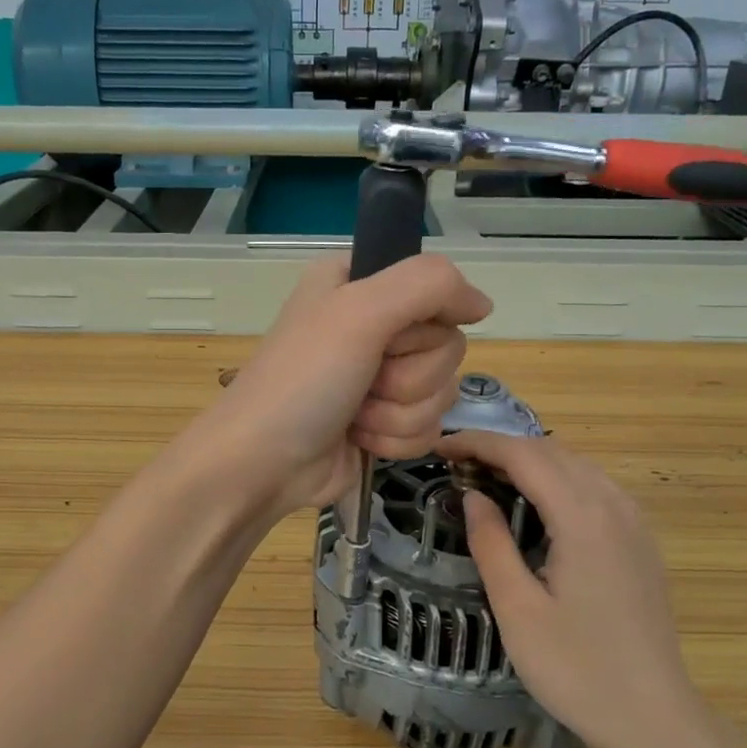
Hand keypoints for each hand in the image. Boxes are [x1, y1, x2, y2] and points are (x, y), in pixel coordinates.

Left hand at [193, 255, 491, 517]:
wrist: (263, 463)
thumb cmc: (304, 380)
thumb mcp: (359, 311)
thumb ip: (429, 285)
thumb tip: (483, 304)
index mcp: (360, 284)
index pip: (437, 288)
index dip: (424, 320)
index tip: (392, 336)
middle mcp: (373, 325)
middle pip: (446, 345)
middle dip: (408, 376)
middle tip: (365, 381)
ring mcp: (381, 377)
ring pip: (442, 391)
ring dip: (398, 412)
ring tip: (355, 413)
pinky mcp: (386, 421)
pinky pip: (429, 427)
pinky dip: (395, 438)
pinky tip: (360, 438)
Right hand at [442, 430, 703, 747]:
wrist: (653, 718)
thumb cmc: (576, 668)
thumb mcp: (517, 608)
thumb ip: (491, 543)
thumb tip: (473, 496)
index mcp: (583, 516)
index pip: (523, 455)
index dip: (477, 443)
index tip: (438, 447)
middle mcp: (614, 504)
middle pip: (551, 451)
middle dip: (500, 448)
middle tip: (456, 465)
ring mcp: (634, 521)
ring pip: (576, 465)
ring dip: (529, 461)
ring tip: (487, 478)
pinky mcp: (641, 540)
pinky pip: (594, 487)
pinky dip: (557, 479)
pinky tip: (535, 504)